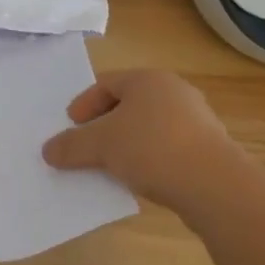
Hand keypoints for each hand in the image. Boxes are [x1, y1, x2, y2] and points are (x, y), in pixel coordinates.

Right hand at [42, 70, 239, 209]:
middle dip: (107, 124)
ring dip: (130, 143)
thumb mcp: (103, 145)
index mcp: (147, 79)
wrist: (216, 185)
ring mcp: (197, 119)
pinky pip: (171, 147)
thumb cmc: (153, 148)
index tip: (71, 126)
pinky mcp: (211, 148)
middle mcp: (173, 90)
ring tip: (114, 166)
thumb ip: (73, 145)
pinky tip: (145, 180)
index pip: (107, 83)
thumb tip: (48, 150)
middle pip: (130, 103)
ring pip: (151, 126)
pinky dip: (153, 158)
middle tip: (90, 145)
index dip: (85, 104)